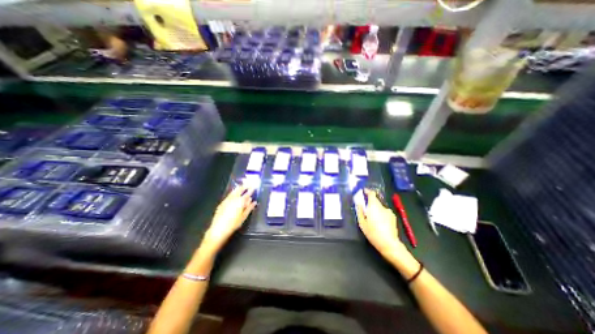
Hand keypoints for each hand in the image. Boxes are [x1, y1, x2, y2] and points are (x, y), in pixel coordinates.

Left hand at [204, 184, 256, 251]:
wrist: (219, 229)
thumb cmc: (234, 224)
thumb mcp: (244, 217)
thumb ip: (249, 208)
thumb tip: (254, 202)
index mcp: (240, 202)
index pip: (247, 194)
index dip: (251, 190)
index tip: (254, 186)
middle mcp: (233, 199)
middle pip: (240, 190)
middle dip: (244, 186)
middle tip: (248, 183)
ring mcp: (227, 200)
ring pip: (233, 191)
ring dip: (238, 188)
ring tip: (241, 185)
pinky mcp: (222, 203)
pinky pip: (229, 195)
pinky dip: (232, 192)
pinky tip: (233, 193)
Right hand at [355, 190, 401, 257]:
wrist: (389, 244)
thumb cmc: (373, 233)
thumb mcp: (362, 223)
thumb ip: (360, 211)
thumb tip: (358, 203)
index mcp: (374, 206)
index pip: (372, 194)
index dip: (367, 191)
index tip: (363, 192)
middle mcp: (382, 207)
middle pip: (375, 201)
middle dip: (370, 203)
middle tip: (365, 210)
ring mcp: (389, 212)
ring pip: (380, 207)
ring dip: (375, 209)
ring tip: (372, 219)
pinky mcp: (393, 217)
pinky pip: (384, 212)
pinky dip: (381, 214)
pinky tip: (379, 223)